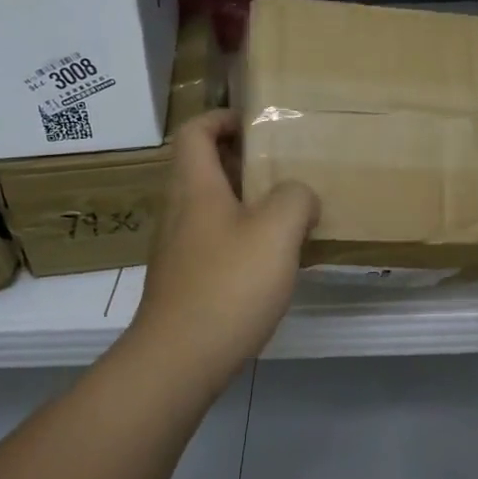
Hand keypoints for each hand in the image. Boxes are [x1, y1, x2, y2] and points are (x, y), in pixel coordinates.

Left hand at [129, 110, 318, 385]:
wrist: (178, 361)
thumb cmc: (228, 284)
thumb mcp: (277, 230)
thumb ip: (296, 198)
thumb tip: (299, 197)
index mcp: (195, 187)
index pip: (195, 131)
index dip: (222, 118)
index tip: (258, 124)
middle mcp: (180, 211)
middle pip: (202, 167)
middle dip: (242, 160)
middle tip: (283, 167)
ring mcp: (178, 248)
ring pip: (210, 206)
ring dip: (245, 201)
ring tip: (287, 213)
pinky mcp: (184, 281)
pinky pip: (214, 240)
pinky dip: (241, 236)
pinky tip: (271, 259)